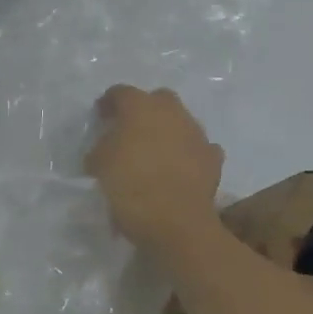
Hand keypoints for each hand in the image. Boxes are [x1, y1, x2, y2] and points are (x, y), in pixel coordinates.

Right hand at [85, 85, 224, 259]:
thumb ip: (101, 149)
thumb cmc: (130, 185)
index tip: (100, 117)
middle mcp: (172, 112)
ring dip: (167, 131)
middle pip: (157, 100)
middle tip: (130, 130)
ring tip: (154, 153)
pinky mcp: (213, 158)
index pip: (120, 93)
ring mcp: (196, 134)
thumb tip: (106, 149)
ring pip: (180, 122)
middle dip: (144, 110)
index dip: (108, 103)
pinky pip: (197, 148)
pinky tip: (178, 168)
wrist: (175, 221)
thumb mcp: (99, 165)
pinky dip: (187, 154)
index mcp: (140, 107)